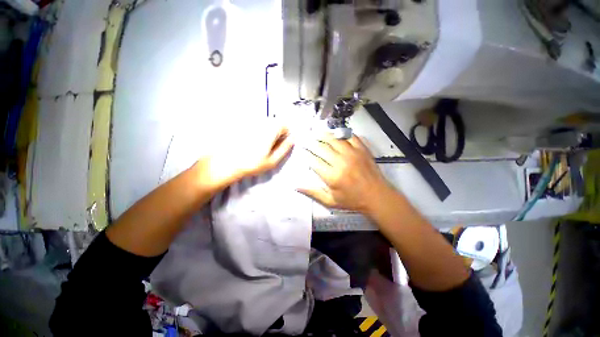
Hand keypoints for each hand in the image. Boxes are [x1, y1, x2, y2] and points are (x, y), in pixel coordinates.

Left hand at [195, 125, 293, 190]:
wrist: (226, 163)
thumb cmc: (252, 164)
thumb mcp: (273, 160)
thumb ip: (285, 148)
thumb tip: (293, 139)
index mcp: (270, 130)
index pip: (284, 125)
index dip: (285, 135)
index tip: (281, 145)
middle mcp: (261, 122)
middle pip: (274, 123)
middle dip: (276, 133)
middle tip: (270, 148)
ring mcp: (250, 122)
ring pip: (265, 124)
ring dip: (266, 133)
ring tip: (260, 147)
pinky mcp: (242, 125)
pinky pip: (255, 126)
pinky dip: (257, 133)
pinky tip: (251, 144)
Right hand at [298, 134, 392, 214]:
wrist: (377, 196)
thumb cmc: (352, 200)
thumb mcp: (331, 201)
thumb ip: (313, 193)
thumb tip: (296, 186)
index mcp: (332, 176)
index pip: (313, 161)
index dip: (305, 154)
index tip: (301, 150)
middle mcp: (341, 162)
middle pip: (321, 147)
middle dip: (311, 142)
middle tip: (305, 139)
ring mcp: (353, 153)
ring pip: (334, 139)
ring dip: (323, 135)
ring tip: (315, 133)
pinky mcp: (362, 149)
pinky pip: (350, 136)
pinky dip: (341, 133)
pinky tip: (335, 133)